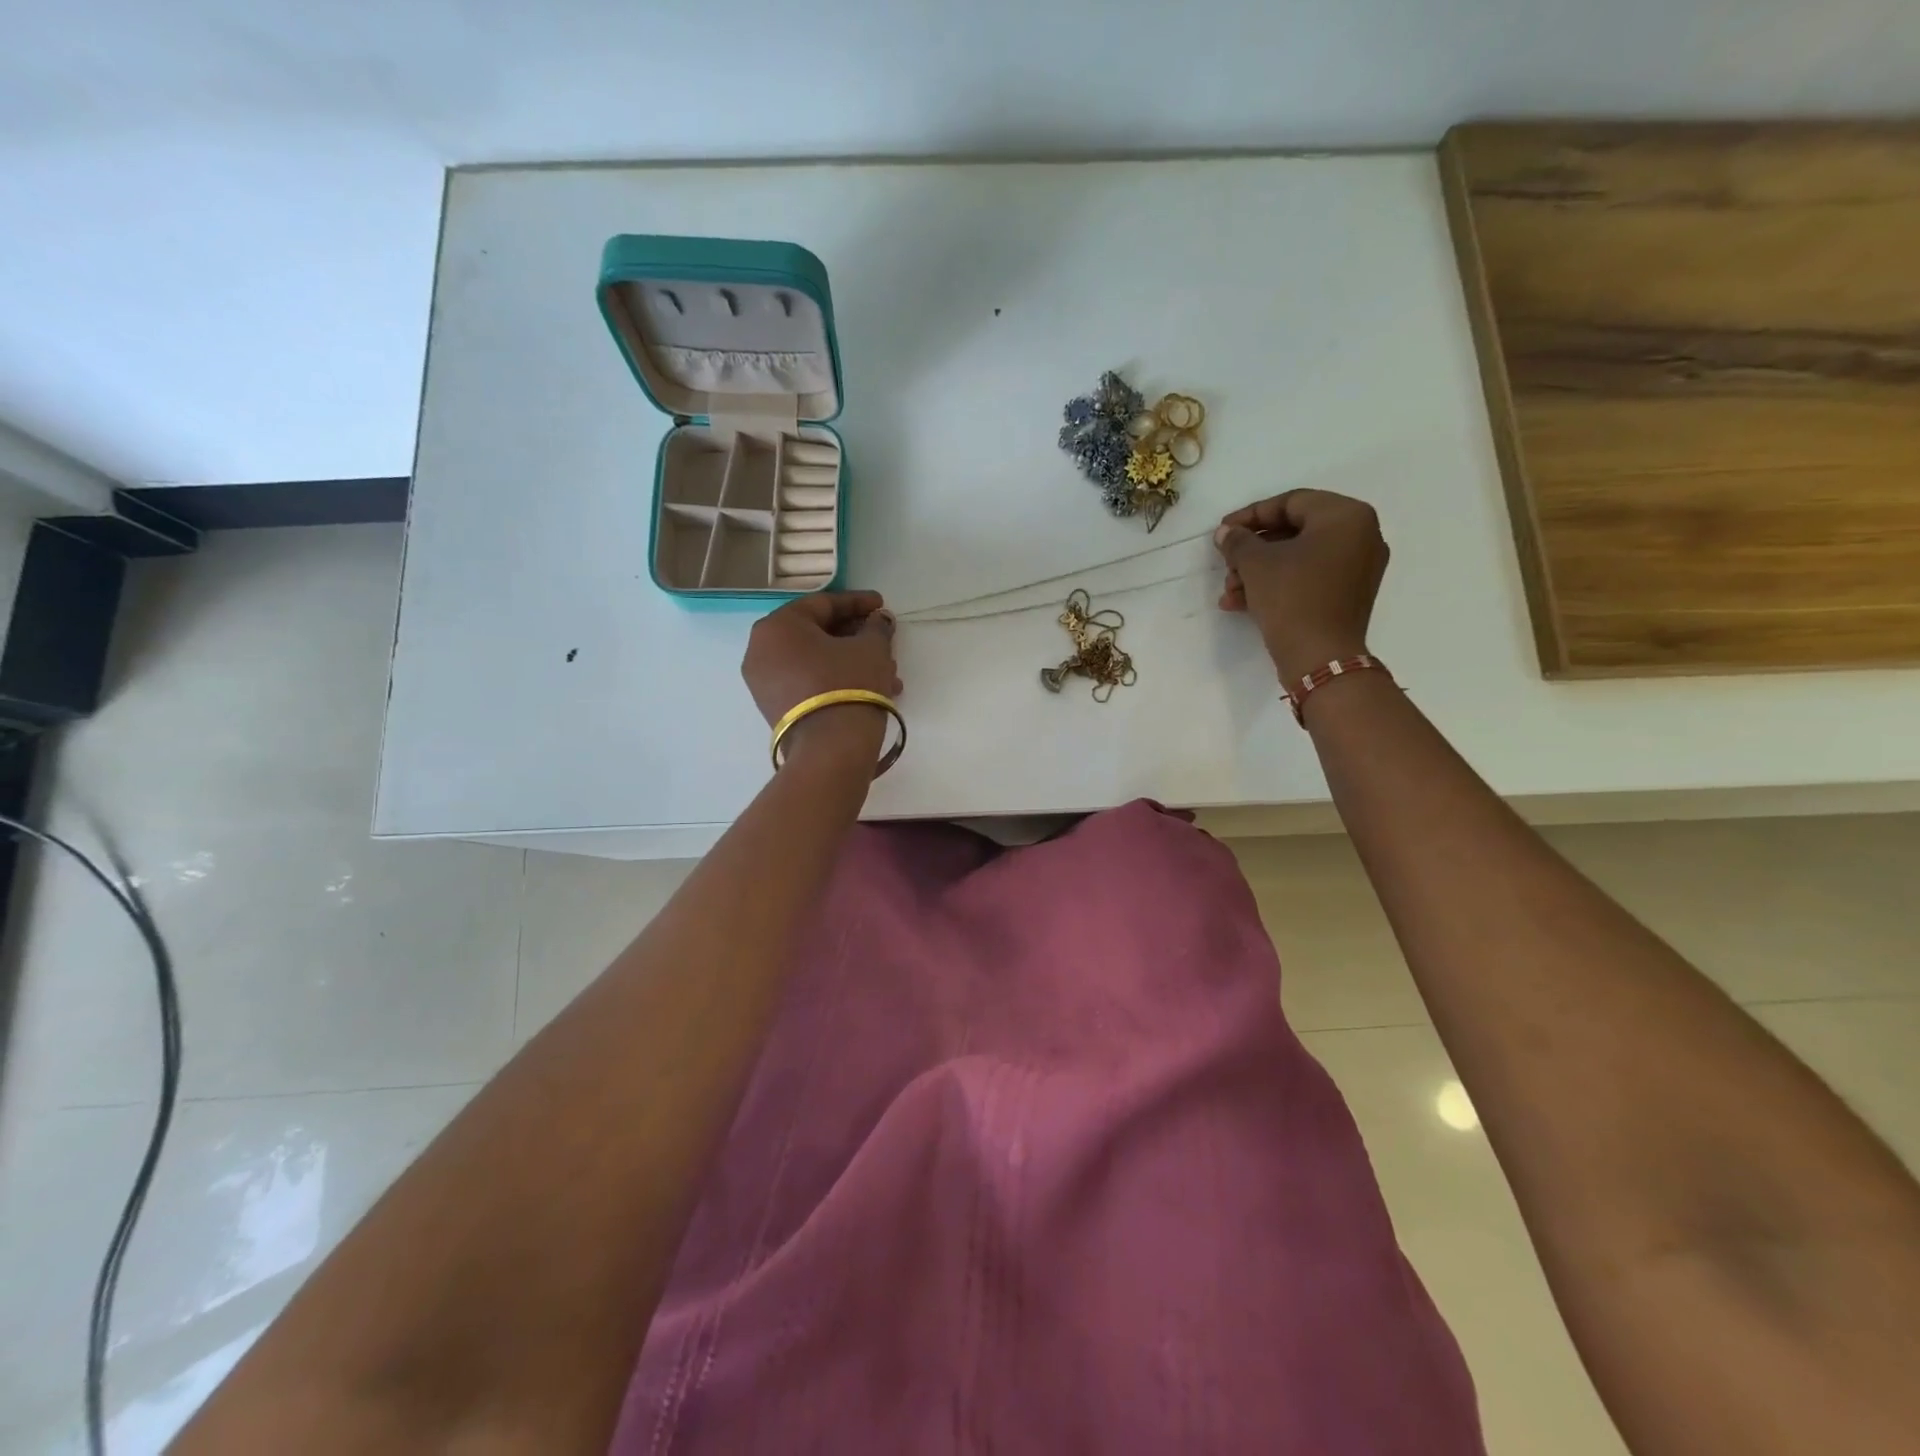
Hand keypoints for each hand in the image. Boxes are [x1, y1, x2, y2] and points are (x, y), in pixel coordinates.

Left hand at [742, 590, 899, 765]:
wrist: (830, 749)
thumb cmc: (849, 684)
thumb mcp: (871, 648)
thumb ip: (876, 627)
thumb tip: (879, 620)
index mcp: (778, 625)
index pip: (823, 604)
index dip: (858, 602)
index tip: (882, 605)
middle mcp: (761, 649)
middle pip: (816, 632)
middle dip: (855, 636)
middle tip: (884, 639)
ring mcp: (763, 681)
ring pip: (815, 660)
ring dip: (850, 661)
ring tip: (887, 672)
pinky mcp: (773, 707)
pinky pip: (807, 680)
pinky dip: (835, 679)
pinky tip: (868, 688)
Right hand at [1214, 490, 1388, 683]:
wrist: (1320, 657)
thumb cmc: (1292, 598)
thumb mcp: (1256, 564)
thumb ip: (1238, 541)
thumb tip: (1226, 533)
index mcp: (1346, 516)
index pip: (1291, 502)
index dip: (1250, 516)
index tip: (1222, 532)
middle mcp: (1360, 535)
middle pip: (1294, 531)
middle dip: (1252, 550)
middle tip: (1225, 564)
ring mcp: (1357, 567)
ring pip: (1298, 558)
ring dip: (1258, 572)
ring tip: (1230, 591)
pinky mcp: (1348, 595)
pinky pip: (1308, 577)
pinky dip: (1277, 585)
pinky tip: (1242, 603)